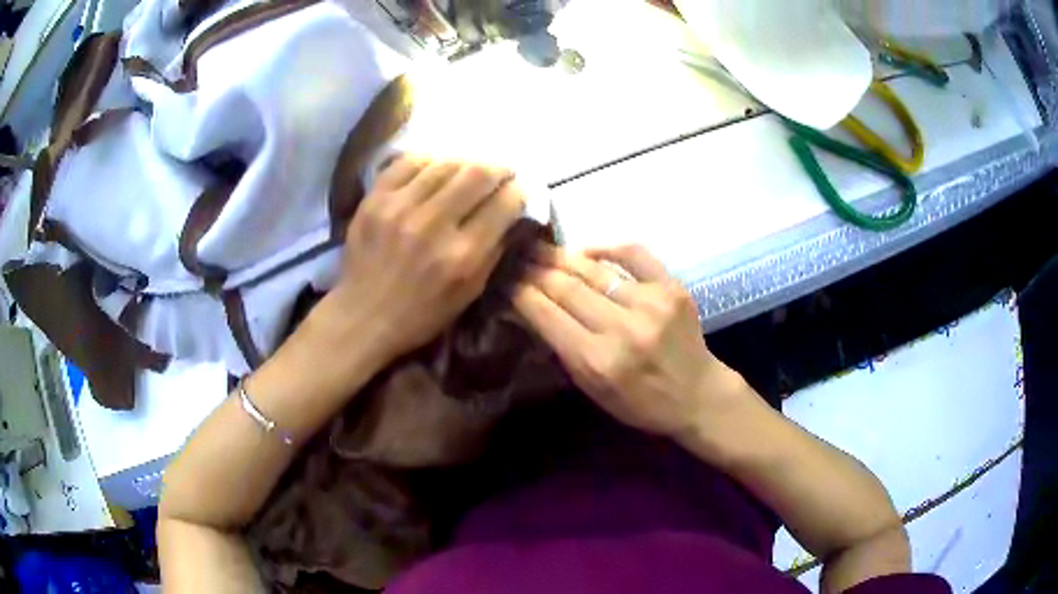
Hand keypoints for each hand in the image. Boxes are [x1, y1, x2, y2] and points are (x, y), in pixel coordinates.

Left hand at [311, 156, 525, 366]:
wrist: (364, 315)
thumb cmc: (422, 312)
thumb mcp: (469, 293)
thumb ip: (495, 251)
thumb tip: (514, 214)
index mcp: (461, 255)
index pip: (503, 204)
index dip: (518, 191)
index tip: (519, 189)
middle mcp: (433, 225)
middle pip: (478, 174)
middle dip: (497, 169)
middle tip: (500, 173)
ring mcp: (399, 208)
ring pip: (445, 164)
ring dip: (464, 164)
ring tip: (467, 171)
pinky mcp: (375, 199)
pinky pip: (408, 162)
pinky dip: (428, 162)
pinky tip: (434, 170)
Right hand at [512, 244, 739, 438]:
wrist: (697, 394)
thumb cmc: (640, 403)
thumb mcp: (593, 389)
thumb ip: (562, 348)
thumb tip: (531, 308)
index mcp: (598, 361)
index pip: (546, 314)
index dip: (520, 293)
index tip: (503, 280)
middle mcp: (623, 328)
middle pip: (566, 287)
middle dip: (534, 270)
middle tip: (515, 258)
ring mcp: (651, 303)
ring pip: (593, 270)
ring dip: (561, 256)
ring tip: (539, 248)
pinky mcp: (672, 287)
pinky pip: (633, 253)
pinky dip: (606, 247)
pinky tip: (586, 249)